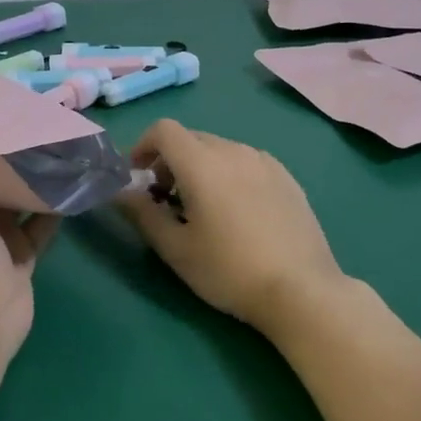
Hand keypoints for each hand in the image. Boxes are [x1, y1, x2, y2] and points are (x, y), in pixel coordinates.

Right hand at [116, 120, 348, 334]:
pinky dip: (229, 174)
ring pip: (221, 149)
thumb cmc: (228, 271)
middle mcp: (235, 151)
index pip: (164, 130)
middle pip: (192, 138)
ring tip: (203, 208)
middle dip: (170, 160)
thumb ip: (143, 214)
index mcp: (203, 164)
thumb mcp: (176, 249)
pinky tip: (238, 212)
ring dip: (200, 167)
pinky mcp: (287, 178)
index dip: (143, 146)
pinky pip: (247, 162)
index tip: (138, 178)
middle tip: (166, 200)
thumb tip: (120, 192)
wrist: (300, 290)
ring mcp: (265, 162)